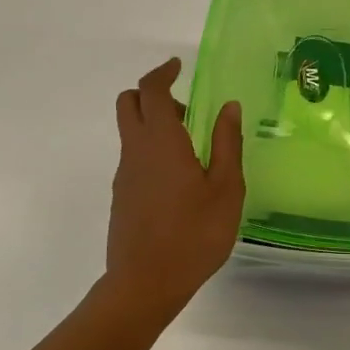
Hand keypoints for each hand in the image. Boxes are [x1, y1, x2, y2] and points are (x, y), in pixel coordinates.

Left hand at [107, 59, 244, 313]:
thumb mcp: (226, 189)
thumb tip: (229, 107)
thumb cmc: (194, 234)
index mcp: (162, 142)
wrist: (145, 283)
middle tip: (184, 109)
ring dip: (154, 125)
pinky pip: (133, 157)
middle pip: (128, 104)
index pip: (151, 90)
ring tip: (192, 151)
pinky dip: (151, 150)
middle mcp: (136, 151)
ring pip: (130, 132)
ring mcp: (124, 174)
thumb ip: (227, 143)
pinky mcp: (121, 196)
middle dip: (151, 93)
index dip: (162, 72)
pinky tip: (179, 181)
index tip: (178, 66)